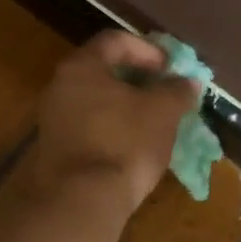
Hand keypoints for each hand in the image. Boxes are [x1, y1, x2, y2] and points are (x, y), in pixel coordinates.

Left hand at [33, 31, 200, 211]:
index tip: (171, 69)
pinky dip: (112, 129)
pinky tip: (132, 146)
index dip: (148, 50)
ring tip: (153, 122)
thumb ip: (177, 91)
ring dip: (125, 107)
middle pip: (103, 72)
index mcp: (82, 67)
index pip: (116, 41)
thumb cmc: (124, 144)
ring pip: (96, 102)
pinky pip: (89, 128)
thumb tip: (187, 82)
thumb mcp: (162, 112)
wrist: (82, 200)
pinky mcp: (56, 150)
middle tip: (164, 94)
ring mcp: (53, 120)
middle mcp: (59, 87)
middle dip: (138, 80)